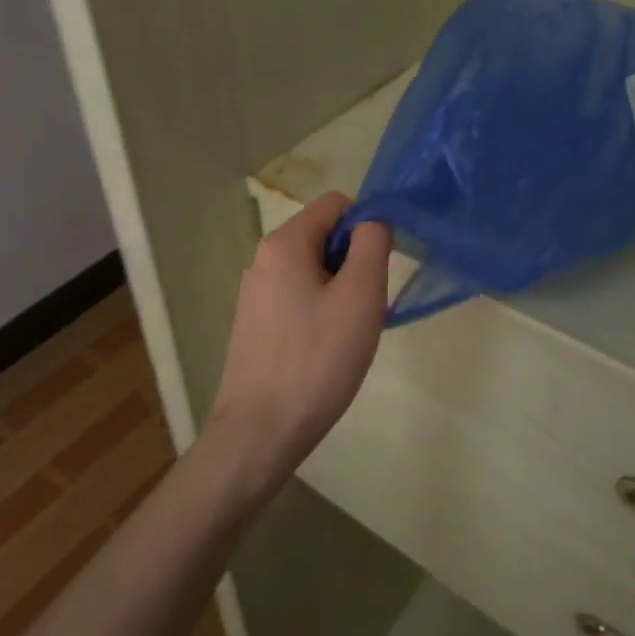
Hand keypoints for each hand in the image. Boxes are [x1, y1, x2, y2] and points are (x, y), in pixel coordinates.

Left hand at [206, 192, 391, 493]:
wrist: (260, 431)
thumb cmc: (317, 359)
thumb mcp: (360, 295)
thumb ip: (371, 244)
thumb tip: (372, 221)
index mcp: (284, 243)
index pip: (335, 204)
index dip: (366, 224)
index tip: (379, 267)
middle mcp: (263, 258)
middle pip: (323, 235)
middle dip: (353, 261)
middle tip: (366, 305)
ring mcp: (255, 292)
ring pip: (313, 269)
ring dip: (340, 289)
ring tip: (348, 332)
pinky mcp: (255, 322)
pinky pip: (298, 296)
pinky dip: (320, 310)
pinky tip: (326, 349)